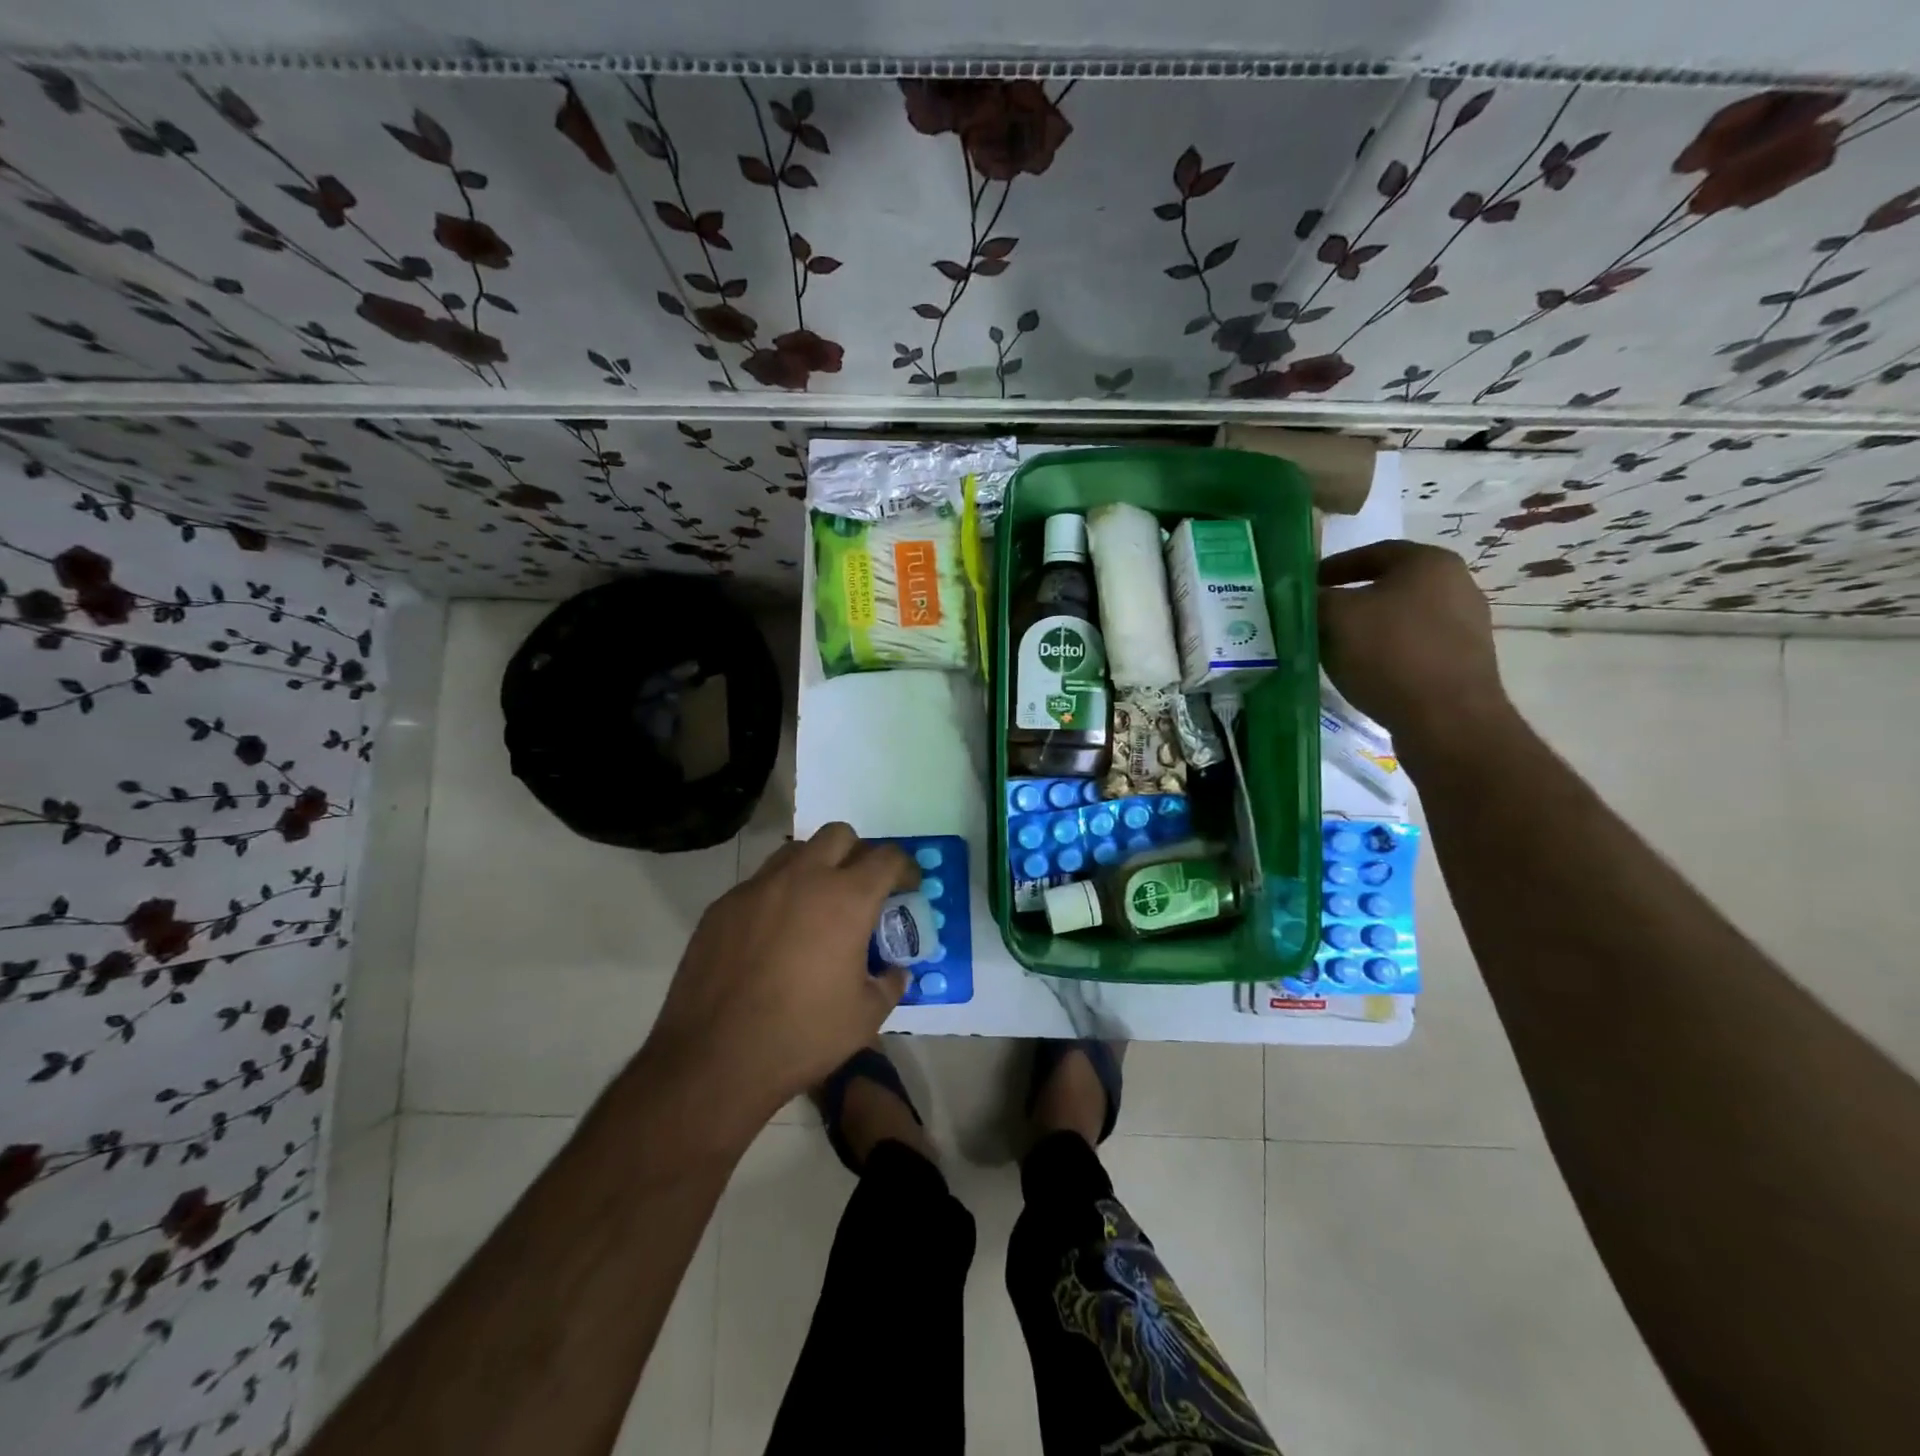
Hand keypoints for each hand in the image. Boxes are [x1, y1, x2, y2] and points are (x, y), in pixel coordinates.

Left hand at [643, 823, 917, 1117]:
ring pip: (795, 852)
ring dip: (815, 867)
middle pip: (839, 835)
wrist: (714, 1059)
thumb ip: (889, 984)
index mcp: (847, 899)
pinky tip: (772, 936)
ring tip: (816, 906)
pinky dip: (777, 895)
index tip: (908, 886)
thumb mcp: (865, 1017)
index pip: (887, 857)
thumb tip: (895, 971)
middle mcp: (803, 878)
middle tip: (861, 889)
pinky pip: (759, 884)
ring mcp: (757, 887)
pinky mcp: (722, 905)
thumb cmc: (802, 1036)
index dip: (905, 868)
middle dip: (858, 853)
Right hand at [1319, 541, 1514, 752]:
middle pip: (1388, 586)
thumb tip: (1301, 595)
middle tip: (1316, 617)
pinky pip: (1414, 647)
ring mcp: (1466, 625)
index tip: (1306, 585)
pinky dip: (1386, 653)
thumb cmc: (1389, 654)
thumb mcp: (1335, 618)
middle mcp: (1456, 585)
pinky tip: (1365, 672)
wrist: (1447, 720)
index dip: (1333, 567)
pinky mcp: (1464, 661)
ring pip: (1400, 618)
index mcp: (1429, 562)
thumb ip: (1314, 598)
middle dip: (1349, 600)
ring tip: (1335, 648)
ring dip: (1367, 629)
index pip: (1372, 552)